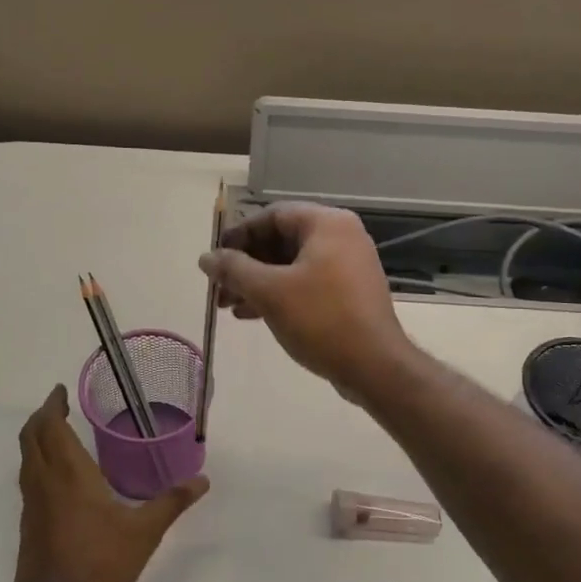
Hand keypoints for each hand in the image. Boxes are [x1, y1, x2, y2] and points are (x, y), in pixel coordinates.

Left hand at [15, 385, 208, 581]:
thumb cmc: (101, 563)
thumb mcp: (144, 531)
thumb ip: (172, 502)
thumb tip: (202, 481)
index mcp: (69, 474)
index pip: (50, 427)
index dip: (52, 405)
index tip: (60, 392)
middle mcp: (44, 482)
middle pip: (30, 437)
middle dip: (41, 417)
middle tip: (58, 406)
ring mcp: (31, 505)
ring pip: (25, 459)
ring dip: (36, 440)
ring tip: (57, 435)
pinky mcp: (27, 525)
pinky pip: (28, 481)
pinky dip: (37, 464)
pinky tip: (59, 479)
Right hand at [199, 202, 413, 396]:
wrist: (375, 366)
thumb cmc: (321, 319)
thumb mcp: (269, 292)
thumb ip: (234, 270)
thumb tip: (206, 258)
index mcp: (327, 223)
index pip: (272, 215)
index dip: (239, 235)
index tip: (215, 258)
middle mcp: (341, 236)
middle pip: (281, 240)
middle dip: (245, 264)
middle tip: (218, 287)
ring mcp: (347, 265)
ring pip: (291, 265)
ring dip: (257, 282)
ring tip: (227, 306)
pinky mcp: (348, 292)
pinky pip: (306, 283)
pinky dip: (278, 294)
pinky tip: (251, 314)